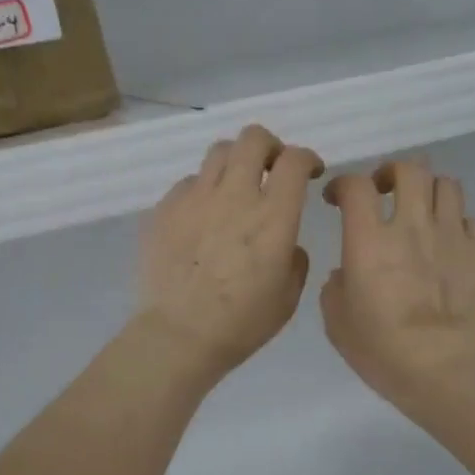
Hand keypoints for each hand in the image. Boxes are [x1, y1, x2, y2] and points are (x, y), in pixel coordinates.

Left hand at [136, 125, 323, 383]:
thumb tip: (286, 243)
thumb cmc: (241, 324)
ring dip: (235, 162)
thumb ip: (295, 258)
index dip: (307, 158)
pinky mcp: (165, 209)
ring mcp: (195, 198)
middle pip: (253, 138)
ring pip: (218, 152)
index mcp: (273, 217)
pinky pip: (189, 183)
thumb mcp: (288, 297)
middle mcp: (234, 195)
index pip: (294, 160)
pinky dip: (203, 191)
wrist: (178, 335)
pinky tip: (202, 217)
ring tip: (235, 187)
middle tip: (271, 169)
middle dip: (269, 146)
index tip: (310, 172)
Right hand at [320, 158, 474, 413]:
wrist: (442, 370)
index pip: (356, 186)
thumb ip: (337, 286)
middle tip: (385, 190)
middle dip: (392, 172)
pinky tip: (450, 242)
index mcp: (369, 241)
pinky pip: (471, 220)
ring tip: (422, 211)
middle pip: (409, 169)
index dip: (344, 185)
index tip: (337, 199)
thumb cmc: (381, 350)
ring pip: (446, 185)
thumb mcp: (337, 322)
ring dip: (429, 192)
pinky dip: (457, 223)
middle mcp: (412, 226)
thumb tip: (348, 272)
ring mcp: (452, 236)